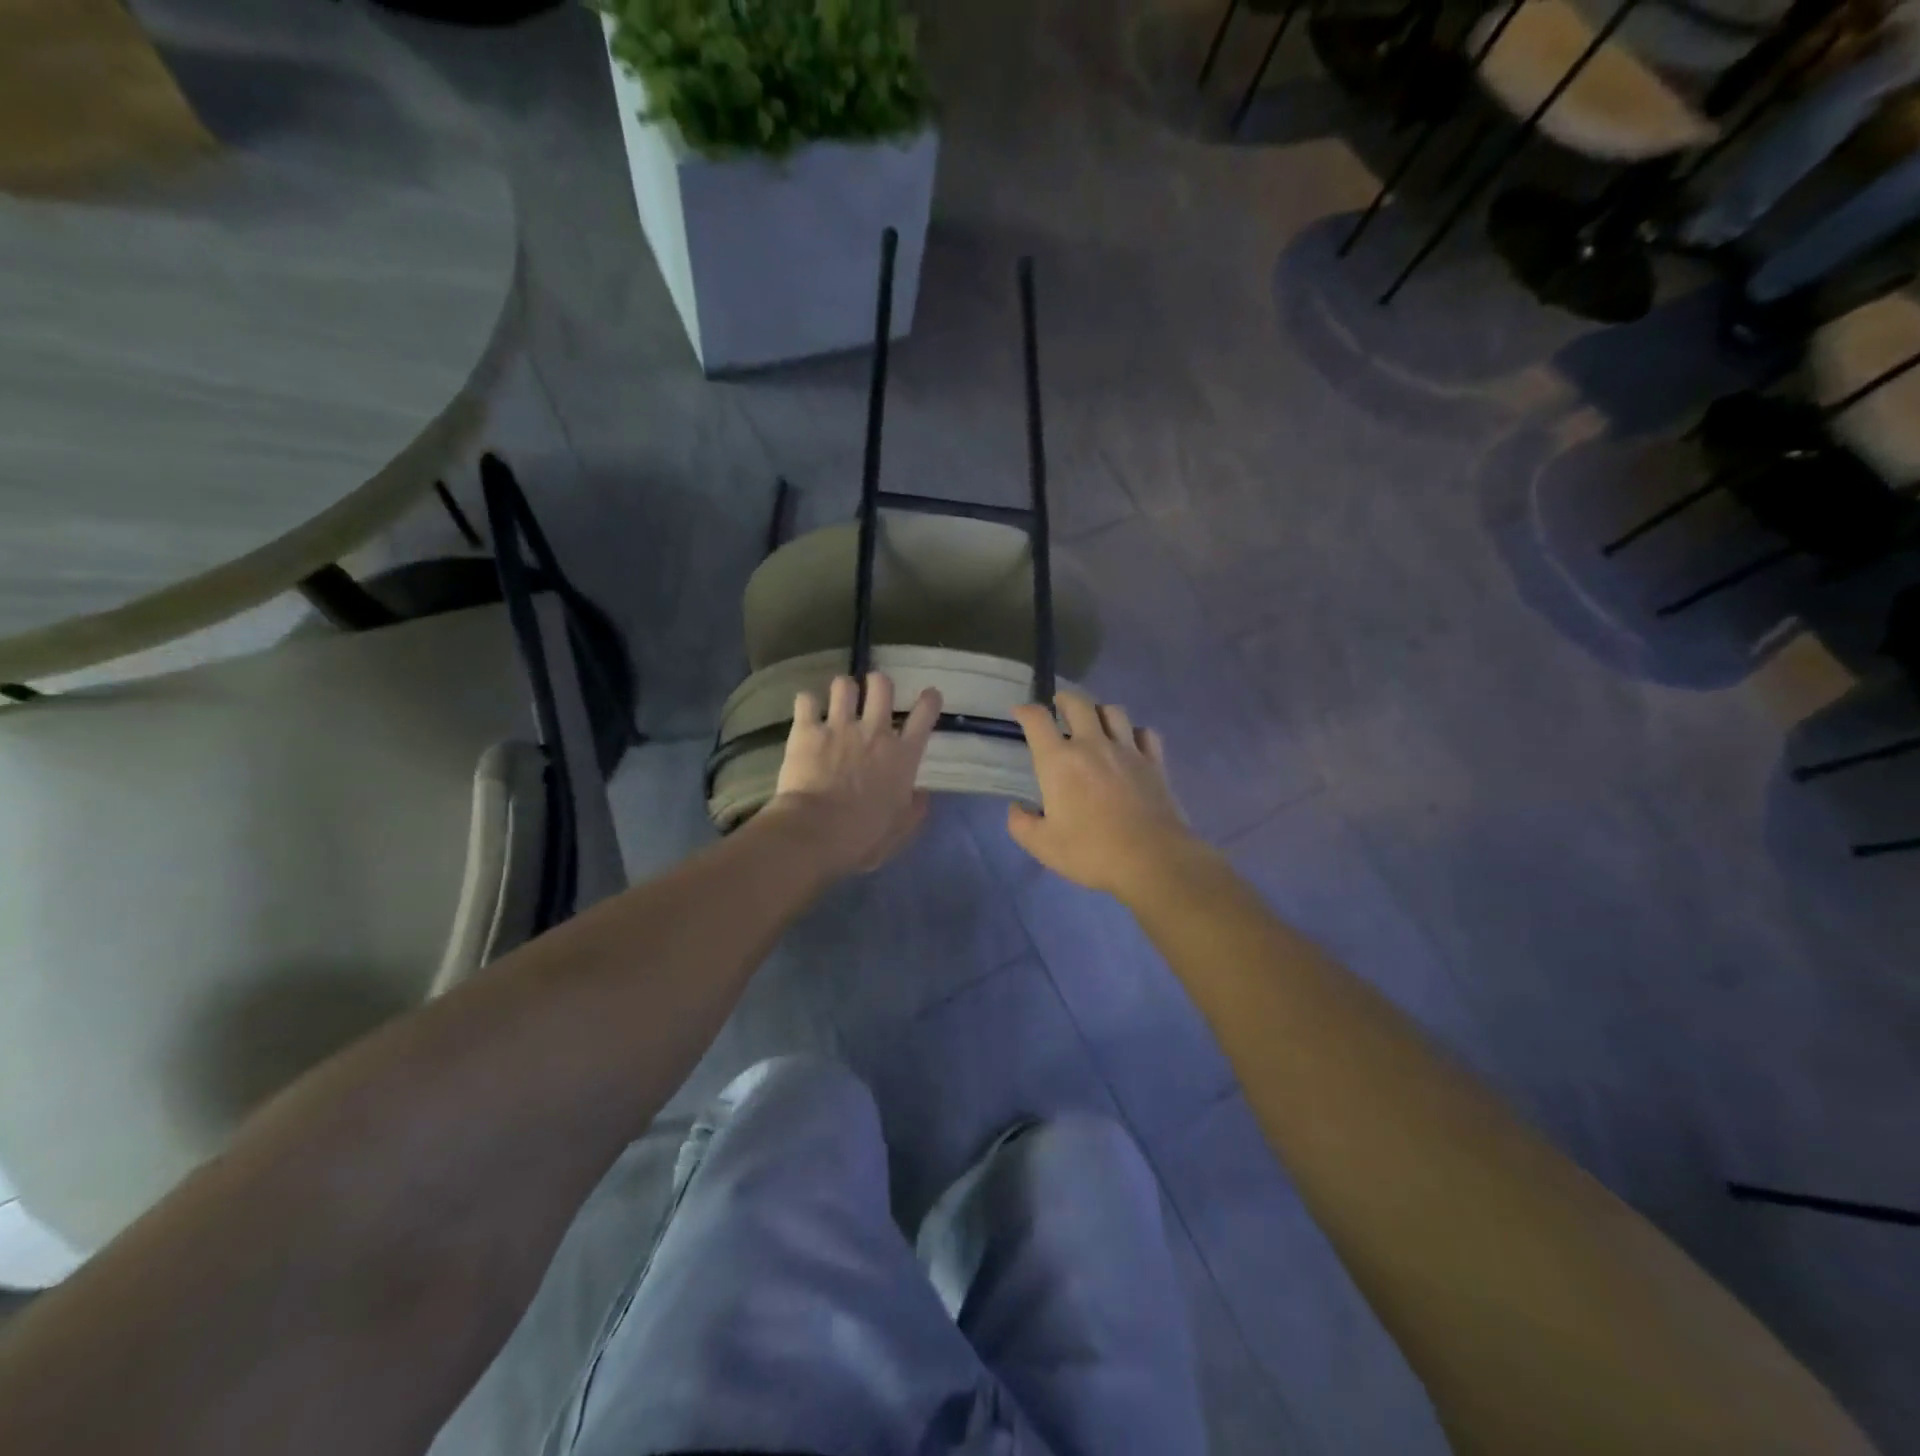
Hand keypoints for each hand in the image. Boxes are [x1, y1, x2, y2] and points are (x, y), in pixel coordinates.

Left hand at [769, 673, 941, 877]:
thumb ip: (914, 809)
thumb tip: (921, 795)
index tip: (929, 695)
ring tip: (837, 700)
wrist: (817, 832)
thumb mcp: (900, 829)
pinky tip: (806, 712)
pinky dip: (806, 704)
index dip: (929, 700)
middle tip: (872, 693)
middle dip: (878, 683)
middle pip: (882, 685)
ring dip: (842, 690)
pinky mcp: (807, 730)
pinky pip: (805, 700)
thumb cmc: (864, 837)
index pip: (925, 715)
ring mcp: (840, 727)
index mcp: (903, 755)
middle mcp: (875, 732)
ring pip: (843, 685)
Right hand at [1008, 689, 1205, 899]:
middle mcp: (1092, 745)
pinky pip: (1145, 733)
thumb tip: (1018, 808)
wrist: (1152, 860)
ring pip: (1113, 711)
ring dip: (1099, 711)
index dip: (1025, 711)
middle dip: (1064, 699)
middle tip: (1058, 707)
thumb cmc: (1091, 852)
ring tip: (1094, 722)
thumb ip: (1021, 824)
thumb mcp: (1042, 846)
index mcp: (1059, 762)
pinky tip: (1130, 744)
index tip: (1019, 713)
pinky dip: (1134, 732)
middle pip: (1078, 703)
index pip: (1037, 720)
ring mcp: (1127, 750)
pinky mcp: (1155, 762)